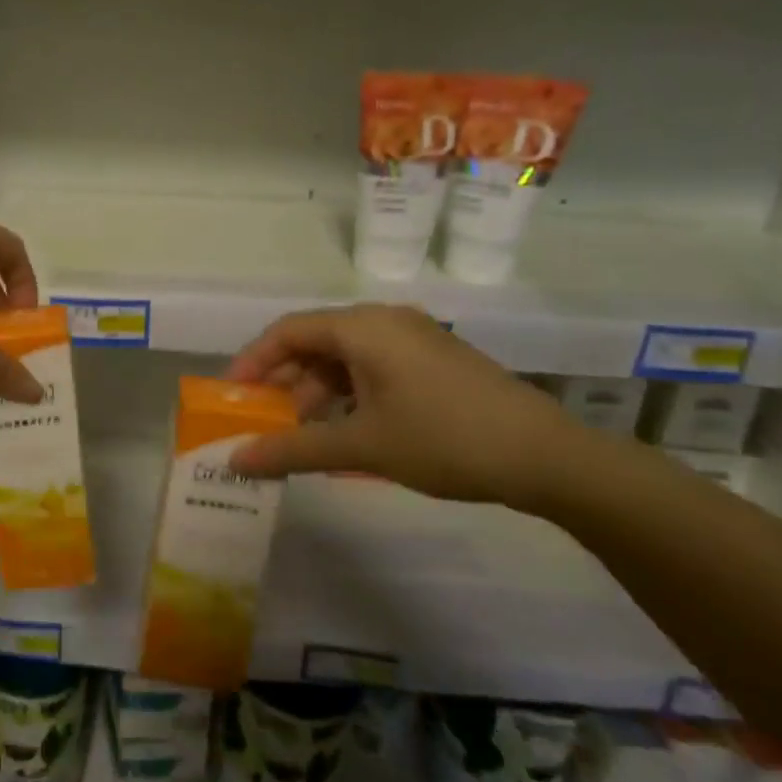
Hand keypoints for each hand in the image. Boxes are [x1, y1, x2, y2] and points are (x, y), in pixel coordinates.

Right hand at [225, 305, 591, 507]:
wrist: (549, 458)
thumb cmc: (444, 439)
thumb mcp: (362, 446)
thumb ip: (293, 449)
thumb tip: (235, 461)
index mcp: (363, 327)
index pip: (287, 331)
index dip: (253, 361)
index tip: (232, 396)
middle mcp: (384, 321)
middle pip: (315, 342)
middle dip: (283, 382)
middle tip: (261, 420)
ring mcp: (413, 339)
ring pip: (344, 358)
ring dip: (316, 392)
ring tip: (300, 434)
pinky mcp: (434, 361)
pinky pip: (373, 368)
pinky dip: (348, 395)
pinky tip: (344, 431)